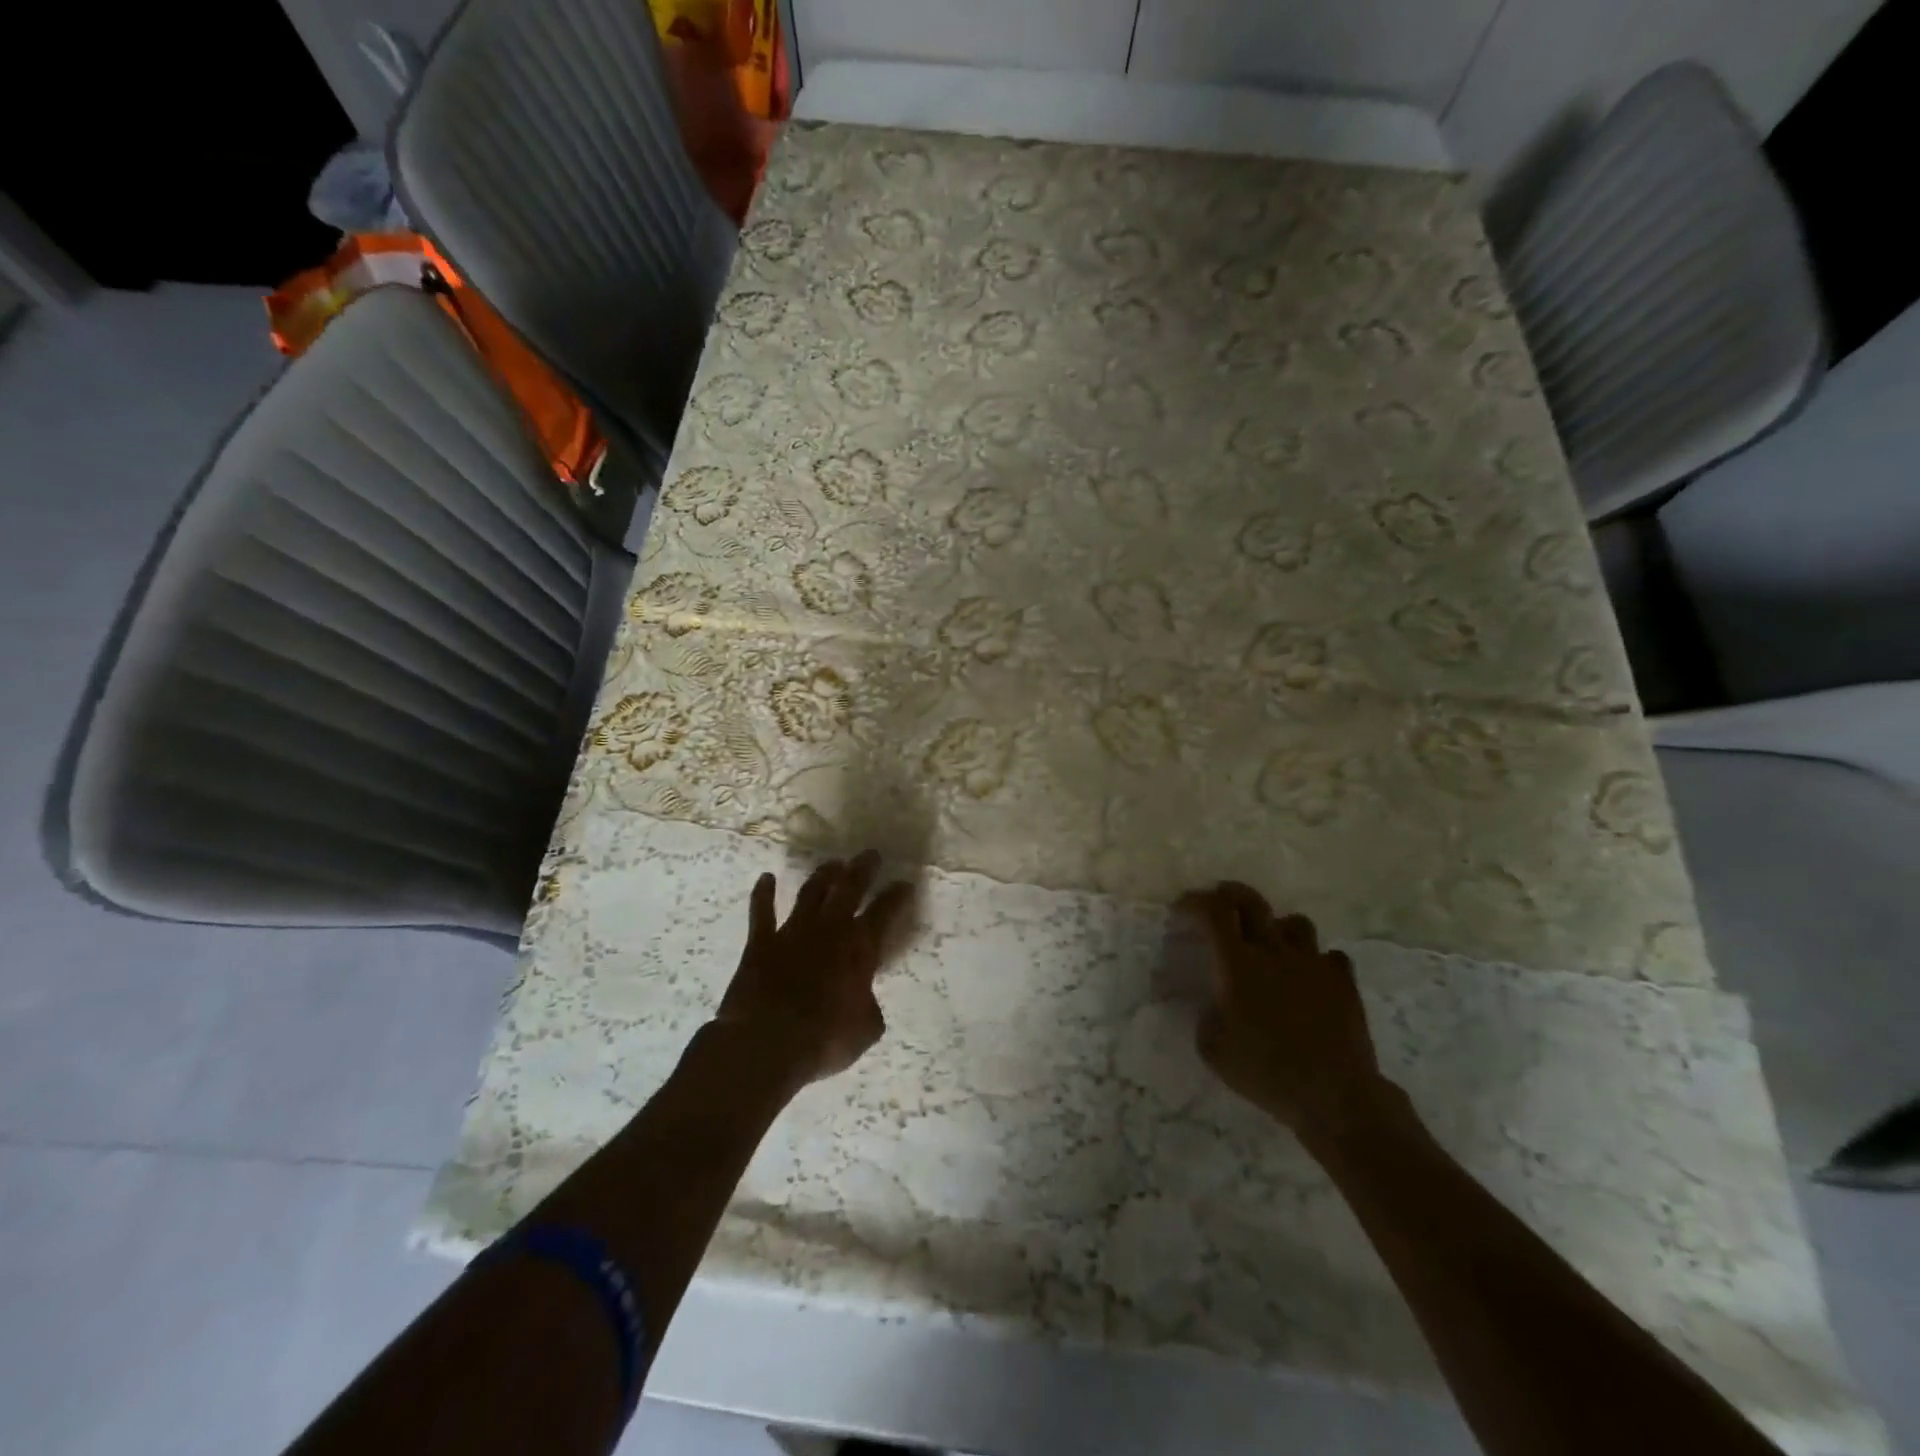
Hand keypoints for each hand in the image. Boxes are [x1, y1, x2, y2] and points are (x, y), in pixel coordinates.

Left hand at [715, 851, 914, 1084]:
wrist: (767, 1041)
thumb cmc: (825, 1039)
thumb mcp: (865, 1030)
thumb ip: (869, 1008)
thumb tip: (865, 1002)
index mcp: (860, 948)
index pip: (886, 912)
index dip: (898, 896)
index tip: (905, 884)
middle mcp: (829, 929)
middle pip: (849, 888)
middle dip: (862, 869)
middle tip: (870, 855)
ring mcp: (793, 931)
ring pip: (811, 893)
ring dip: (823, 875)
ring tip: (832, 863)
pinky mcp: (761, 942)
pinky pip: (762, 911)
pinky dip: (763, 894)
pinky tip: (766, 878)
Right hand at [1176, 881, 1393, 1143]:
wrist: (1334, 1095)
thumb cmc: (1264, 1071)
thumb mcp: (1211, 1047)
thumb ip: (1206, 1013)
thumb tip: (1214, 1001)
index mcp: (1236, 964)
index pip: (1213, 911)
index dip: (1194, 902)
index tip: (1181, 910)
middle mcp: (1273, 951)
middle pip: (1251, 901)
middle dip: (1229, 894)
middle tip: (1219, 902)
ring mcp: (1312, 963)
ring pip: (1294, 922)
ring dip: (1276, 926)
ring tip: (1270, 943)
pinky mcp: (1343, 981)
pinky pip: (1329, 955)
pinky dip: (1316, 960)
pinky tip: (1310, 977)